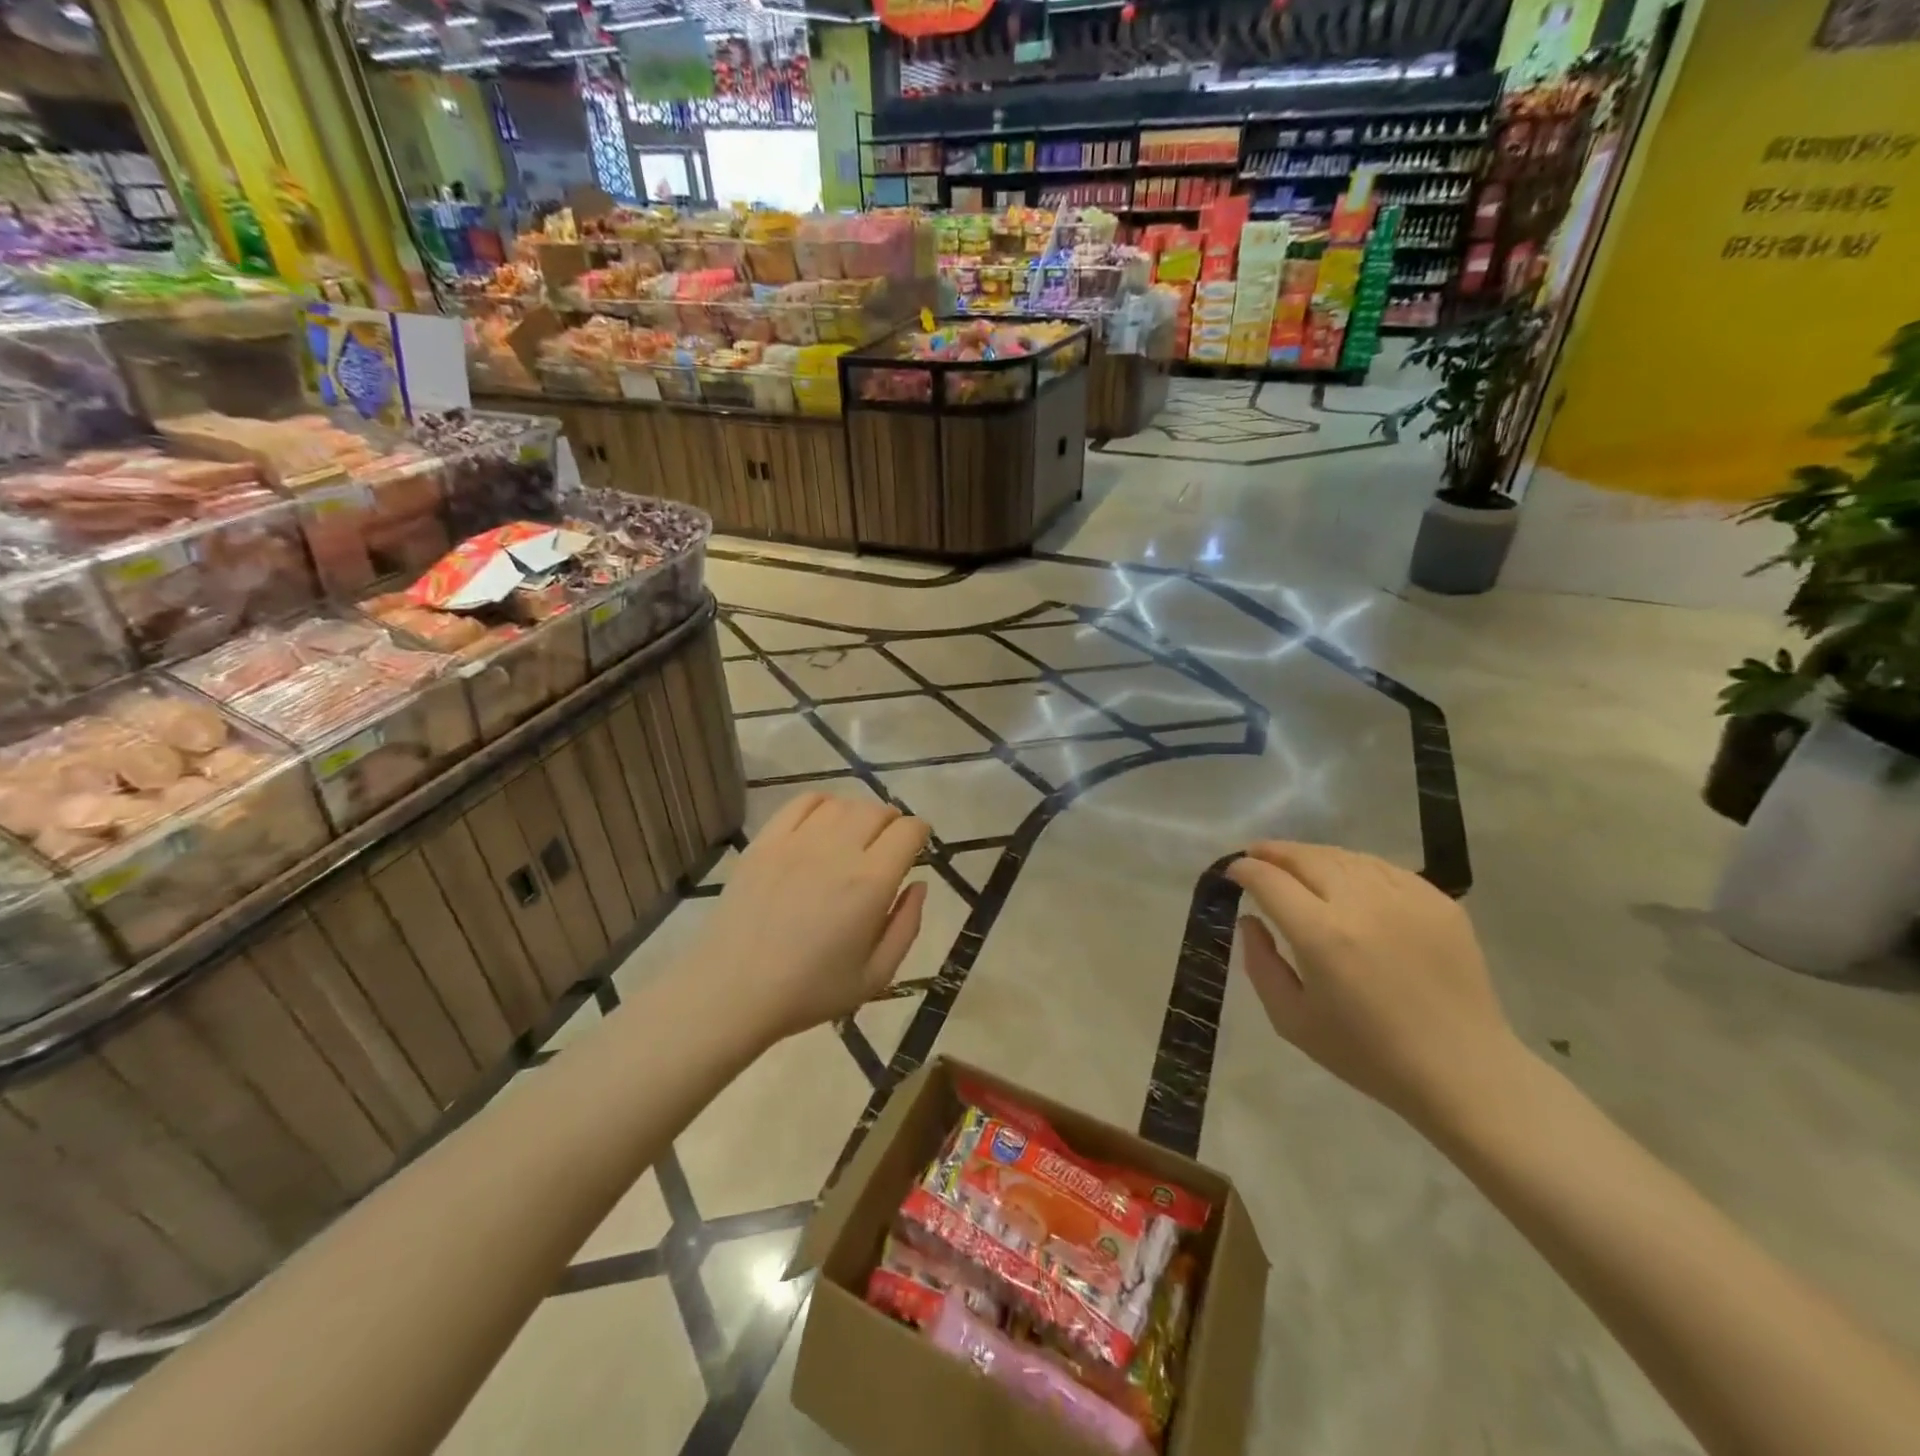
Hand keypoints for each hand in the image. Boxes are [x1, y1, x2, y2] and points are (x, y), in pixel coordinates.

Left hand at [695, 793, 929, 1043]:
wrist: (731, 991)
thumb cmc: (809, 991)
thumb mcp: (876, 976)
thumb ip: (906, 926)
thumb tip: (919, 885)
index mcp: (870, 884)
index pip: (908, 831)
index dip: (920, 833)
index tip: (917, 845)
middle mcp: (837, 851)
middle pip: (877, 810)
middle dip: (893, 821)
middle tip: (889, 843)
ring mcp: (796, 842)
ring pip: (842, 803)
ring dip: (859, 813)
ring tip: (856, 834)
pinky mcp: (765, 841)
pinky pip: (802, 802)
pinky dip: (823, 803)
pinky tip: (823, 823)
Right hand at [1227, 842, 1520, 1127]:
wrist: (1463, 1071)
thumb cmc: (1368, 1054)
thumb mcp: (1292, 1020)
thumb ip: (1260, 963)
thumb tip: (1250, 920)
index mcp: (1321, 935)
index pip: (1269, 880)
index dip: (1245, 870)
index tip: (1233, 871)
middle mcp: (1361, 904)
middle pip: (1305, 857)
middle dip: (1273, 852)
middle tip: (1257, 856)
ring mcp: (1405, 897)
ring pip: (1344, 856)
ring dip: (1312, 856)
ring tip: (1298, 866)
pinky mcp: (1438, 901)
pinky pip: (1384, 868)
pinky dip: (1355, 866)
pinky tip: (1347, 880)